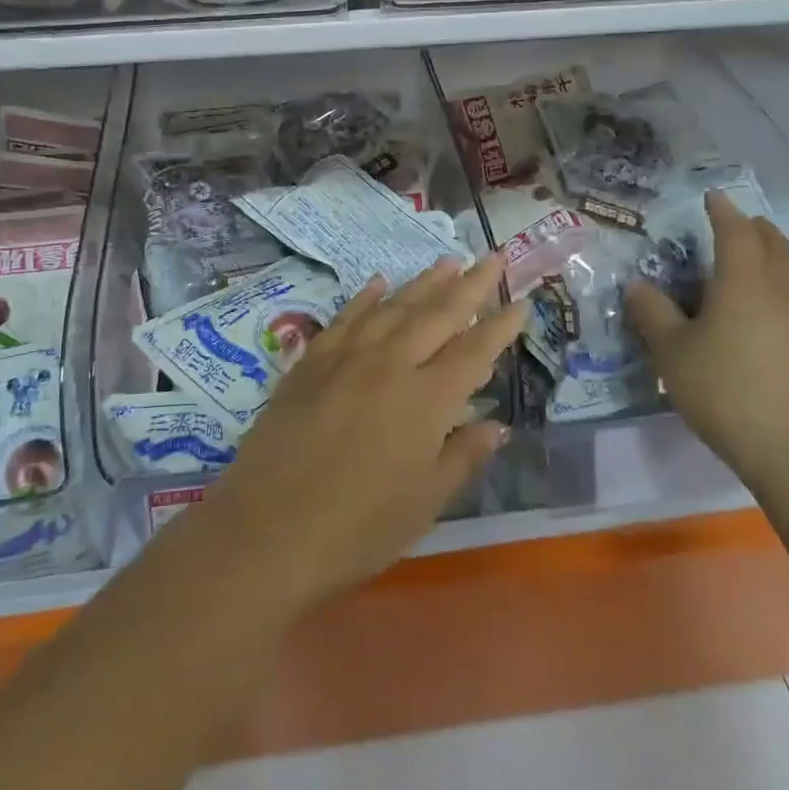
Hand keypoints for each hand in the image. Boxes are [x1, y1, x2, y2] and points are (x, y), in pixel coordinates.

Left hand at [193, 254, 526, 616]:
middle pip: (437, 314)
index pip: (474, 351)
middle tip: (493, 258)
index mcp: (426, 399)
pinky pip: (345, 318)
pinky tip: (379, 283)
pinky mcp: (310, 362)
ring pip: (393, 307)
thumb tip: (496, 425)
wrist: (267, 531)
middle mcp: (390, 364)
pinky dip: (366, 297)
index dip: (500, 326)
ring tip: (448, 261)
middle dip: (470, 285)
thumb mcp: (425, 502)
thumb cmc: (358, 529)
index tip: (521, 303)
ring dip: (424, 282)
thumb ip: (462, 456)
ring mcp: (346, 357)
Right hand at [625, 192, 788, 488]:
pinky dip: (786, 285)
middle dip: (755, 229)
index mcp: (744, 282)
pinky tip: (771, 307)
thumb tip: (638, 285)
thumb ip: (654, 314)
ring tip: (759, 257)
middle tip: (736, 223)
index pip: (735, 233)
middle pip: (774, 246)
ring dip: (777, 254)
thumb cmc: (727, 390)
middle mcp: (780, 291)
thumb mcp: (673, 353)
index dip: (722, 212)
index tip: (712, 197)